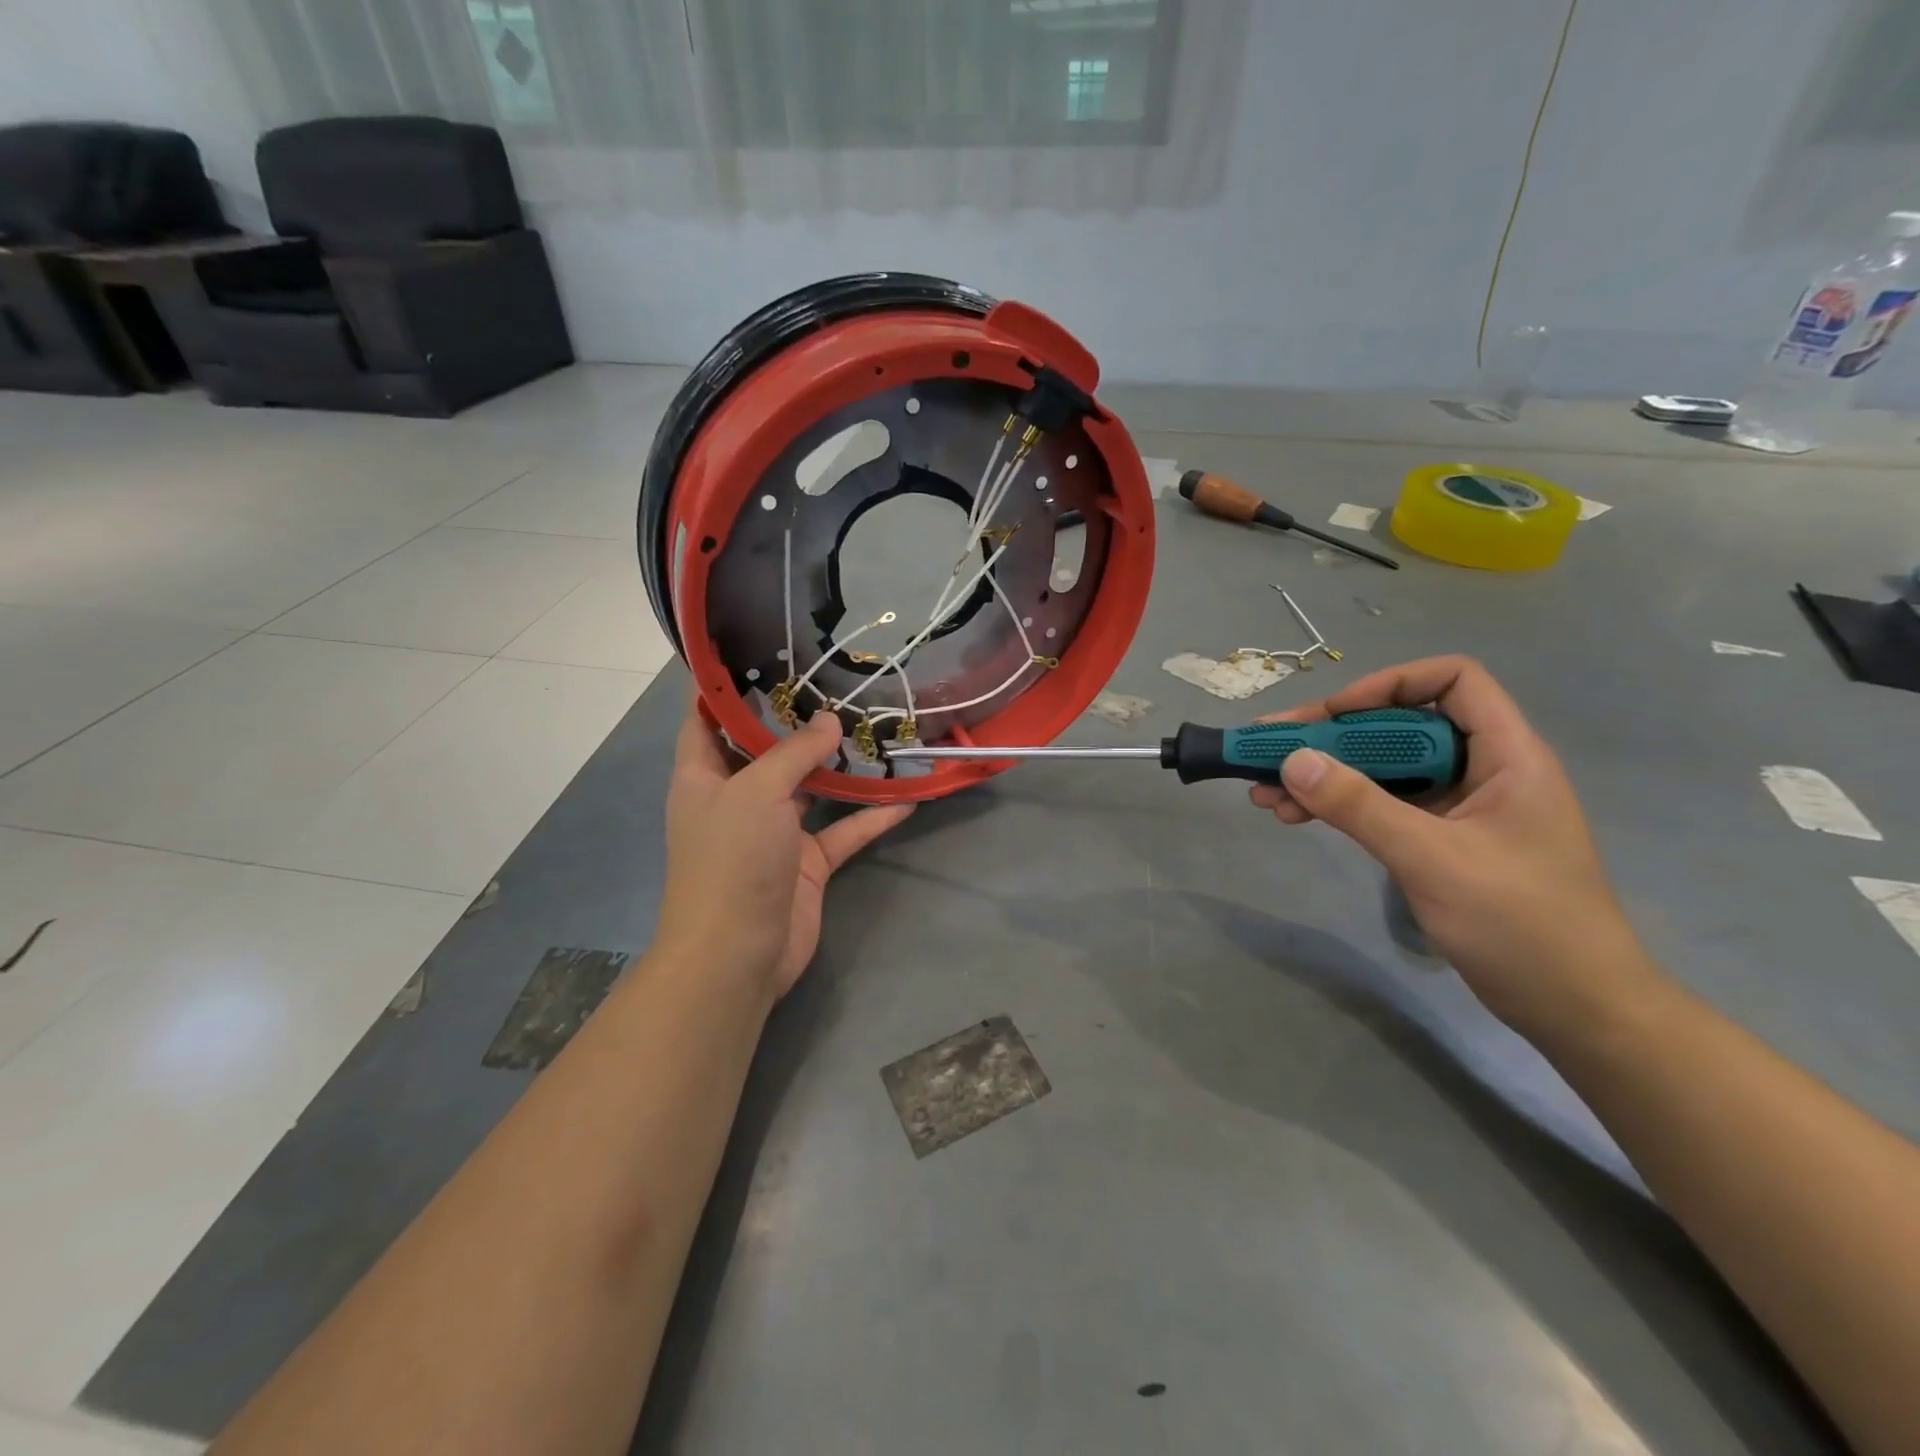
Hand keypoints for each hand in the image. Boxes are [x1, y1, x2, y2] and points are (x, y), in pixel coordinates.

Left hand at [655, 709, 914, 999]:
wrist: (737, 955)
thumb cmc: (731, 861)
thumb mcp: (757, 792)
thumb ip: (795, 752)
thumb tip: (829, 721)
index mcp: (703, 776)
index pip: (705, 718)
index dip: (723, 685)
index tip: (755, 649)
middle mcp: (737, 798)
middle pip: (766, 749)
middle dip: (797, 719)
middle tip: (836, 682)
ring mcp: (774, 832)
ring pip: (810, 787)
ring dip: (840, 765)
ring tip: (875, 728)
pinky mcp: (807, 862)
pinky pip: (843, 830)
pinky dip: (871, 816)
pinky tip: (907, 798)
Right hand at [1250, 656, 1659, 1041]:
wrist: (1576, 1010)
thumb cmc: (1521, 925)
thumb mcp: (1432, 859)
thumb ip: (1360, 806)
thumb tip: (1293, 760)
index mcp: (1507, 756)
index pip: (1454, 680)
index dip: (1390, 684)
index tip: (1335, 716)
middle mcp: (1483, 771)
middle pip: (1401, 726)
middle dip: (1332, 737)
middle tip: (1271, 750)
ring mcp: (1460, 808)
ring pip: (1384, 770)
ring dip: (1325, 776)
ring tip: (1265, 792)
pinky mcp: (1441, 841)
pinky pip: (1383, 806)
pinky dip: (1339, 807)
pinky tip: (1296, 816)